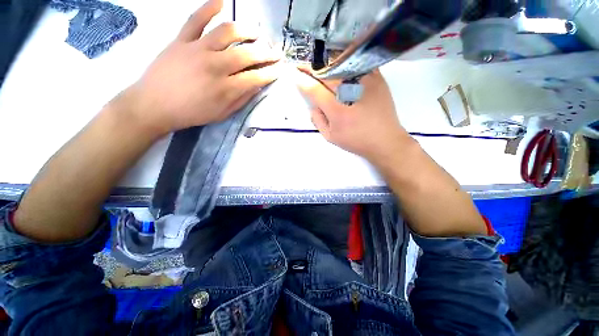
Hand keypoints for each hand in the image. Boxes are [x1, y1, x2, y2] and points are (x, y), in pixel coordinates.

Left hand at [122, 0, 281, 136]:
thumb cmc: (192, 113)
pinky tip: (221, 1)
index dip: (271, 72)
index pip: (256, 77)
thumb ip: (241, 99)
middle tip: (275, 51)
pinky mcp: (181, 40)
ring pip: (227, 32)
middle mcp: (215, 66)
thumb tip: (257, 86)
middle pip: (247, 54)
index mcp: (226, 88)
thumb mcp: (222, 113)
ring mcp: (197, 49)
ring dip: (246, 30)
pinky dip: (208, 7)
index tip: (280, 68)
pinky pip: (195, 19)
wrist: (154, 105)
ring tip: (256, 32)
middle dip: (266, 53)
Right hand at [296, 70, 409, 162]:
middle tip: (301, 63)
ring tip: (317, 59)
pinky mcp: (378, 79)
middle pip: (327, 73)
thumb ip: (318, 121)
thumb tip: (312, 105)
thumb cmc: (356, 141)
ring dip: (326, 60)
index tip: (294, 74)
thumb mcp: (331, 137)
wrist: (385, 140)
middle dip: (311, 67)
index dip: (303, 81)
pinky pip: (359, 63)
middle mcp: (351, 93)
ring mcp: (366, 83)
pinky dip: (346, 59)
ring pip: (342, 63)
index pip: (315, 90)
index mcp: (338, 112)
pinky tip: (338, 58)